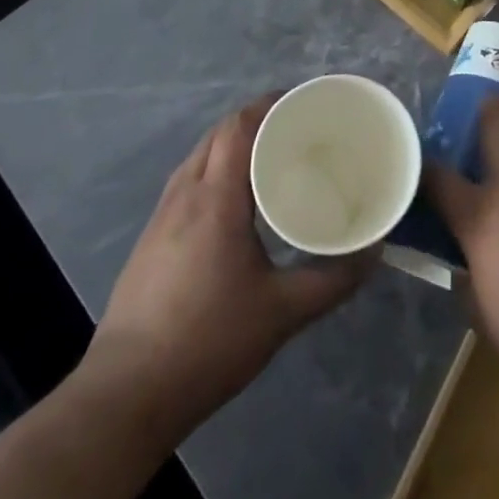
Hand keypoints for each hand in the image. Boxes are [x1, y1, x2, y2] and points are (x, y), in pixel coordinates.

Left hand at [79, 94, 374, 443]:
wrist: (125, 395)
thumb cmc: (208, 342)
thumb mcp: (282, 313)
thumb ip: (333, 280)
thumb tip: (374, 251)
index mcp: (216, 198)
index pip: (239, 126)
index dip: (269, 104)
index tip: (303, 104)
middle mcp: (185, 193)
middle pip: (219, 133)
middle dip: (256, 119)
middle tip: (295, 129)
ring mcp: (161, 215)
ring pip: (200, 155)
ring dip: (232, 143)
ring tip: (269, 158)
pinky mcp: (150, 238)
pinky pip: (188, 180)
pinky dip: (215, 168)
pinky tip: (233, 201)